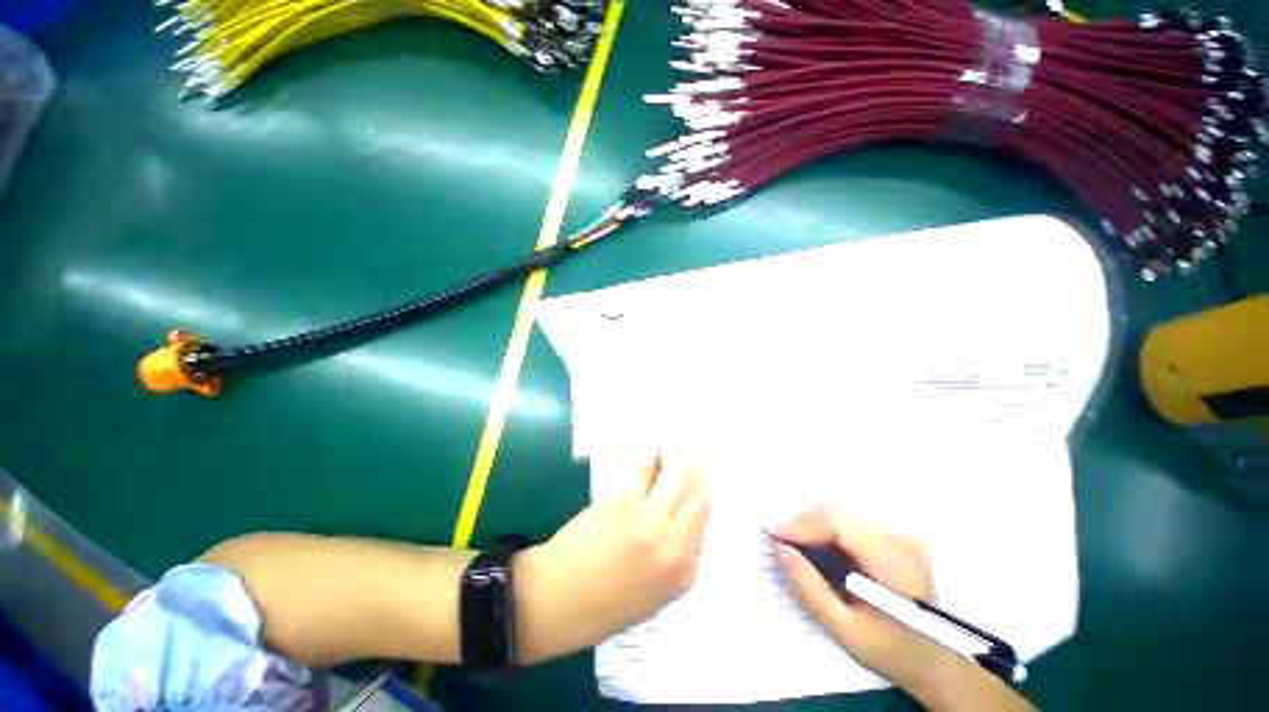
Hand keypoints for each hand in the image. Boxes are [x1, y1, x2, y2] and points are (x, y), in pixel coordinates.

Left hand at [514, 445, 708, 663]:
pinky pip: (643, 470)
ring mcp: (649, 518)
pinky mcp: (623, 499)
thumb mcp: (652, 596)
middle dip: (695, 471)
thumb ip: (674, 560)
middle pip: (697, 493)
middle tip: (691, 456)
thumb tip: (679, 521)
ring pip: (676, 475)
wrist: (556, 601)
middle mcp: (674, 541)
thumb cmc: (602, 607)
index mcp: (683, 572)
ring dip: (675, 456)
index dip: (702, 494)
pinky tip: (650, 453)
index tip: (699, 478)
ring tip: (672, 445)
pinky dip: (649, 458)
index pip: (704, 521)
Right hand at [774, 508, 1030, 710]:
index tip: (774, 537)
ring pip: (844, 515)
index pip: (836, 523)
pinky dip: (831, 532)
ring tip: (799, 547)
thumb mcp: (845, 630)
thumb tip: (780, 548)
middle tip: (783, 544)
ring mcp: (901, 535)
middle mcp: (899, 538)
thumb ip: (809, 588)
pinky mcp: (898, 538)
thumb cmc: (895, 652)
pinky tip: (823, 550)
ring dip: (816, 526)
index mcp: (891, 560)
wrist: (944, 664)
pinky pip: (854, 523)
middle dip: (804, 524)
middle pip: (838, 513)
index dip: (801, 525)